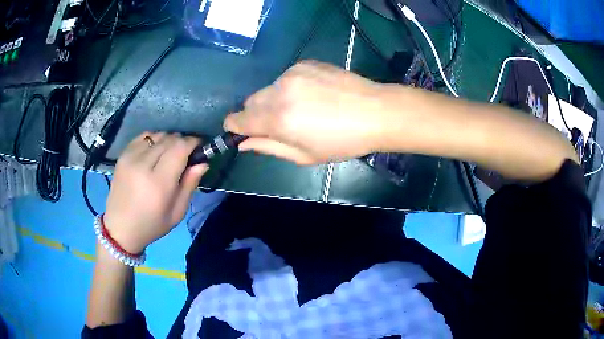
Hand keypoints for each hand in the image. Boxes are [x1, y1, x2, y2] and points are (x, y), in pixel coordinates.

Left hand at [103, 133, 207, 253]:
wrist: (120, 228)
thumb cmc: (152, 225)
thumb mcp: (177, 212)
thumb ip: (190, 185)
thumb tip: (203, 162)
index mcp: (159, 183)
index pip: (179, 148)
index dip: (192, 143)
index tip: (198, 148)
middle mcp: (143, 165)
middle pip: (169, 139)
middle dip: (181, 142)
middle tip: (185, 154)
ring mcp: (130, 157)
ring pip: (157, 135)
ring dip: (168, 140)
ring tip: (168, 154)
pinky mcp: (123, 155)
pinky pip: (143, 136)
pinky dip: (153, 139)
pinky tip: (154, 151)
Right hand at [224, 60, 393, 164]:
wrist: (375, 111)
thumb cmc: (342, 141)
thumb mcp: (304, 155)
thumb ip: (269, 147)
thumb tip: (244, 143)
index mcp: (277, 119)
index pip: (237, 119)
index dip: (235, 127)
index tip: (241, 132)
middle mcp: (279, 91)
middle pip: (250, 102)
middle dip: (256, 115)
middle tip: (280, 125)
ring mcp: (292, 73)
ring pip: (268, 89)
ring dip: (274, 100)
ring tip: (302, 109)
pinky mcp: (305, 63)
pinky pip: (285, 78)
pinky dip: (290, 88)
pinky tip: (313, 95)